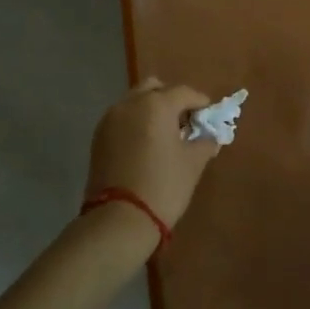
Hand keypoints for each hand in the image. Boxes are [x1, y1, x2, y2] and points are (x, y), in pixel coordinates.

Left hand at [86, 78, 219, 230]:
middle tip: (185, 121)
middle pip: (155, 88)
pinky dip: (136, 122)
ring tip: (164, 134)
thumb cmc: (163, 186)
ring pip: (135, 101)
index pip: (185, 92)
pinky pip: (122, 118)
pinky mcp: (98, 137)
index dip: (201, 103)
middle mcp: (130, 104)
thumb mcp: (193, 163)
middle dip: (172, 99)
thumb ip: (205, 142)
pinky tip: (145, 144)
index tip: (209, 117)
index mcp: (156, 105)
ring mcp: (110, 119)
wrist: (118, 220)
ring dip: (151, 110)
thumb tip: (211, 136)